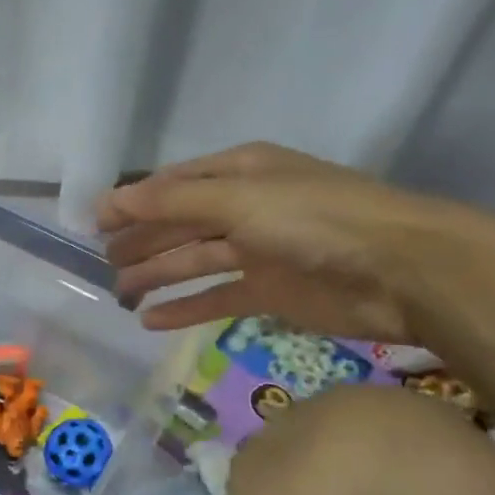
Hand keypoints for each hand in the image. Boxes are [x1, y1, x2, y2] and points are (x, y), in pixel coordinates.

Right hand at [96, 143, 461, 344]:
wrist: (401, 271)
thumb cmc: (316, 220)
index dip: (133, 202)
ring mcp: (258, 251)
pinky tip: (152, 320)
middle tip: (103, 263)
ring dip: (157, 275)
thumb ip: (172, 202)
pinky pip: (216, 298)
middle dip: (141, 241)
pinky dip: (185, 308)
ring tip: (120, 292)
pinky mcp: (270, 291)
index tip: (94, 224)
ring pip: (194, 262)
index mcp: (239, 173)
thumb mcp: (238, 200)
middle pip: (179, 225)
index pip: (173, 185)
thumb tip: (109, 200)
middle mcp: (245, 207)